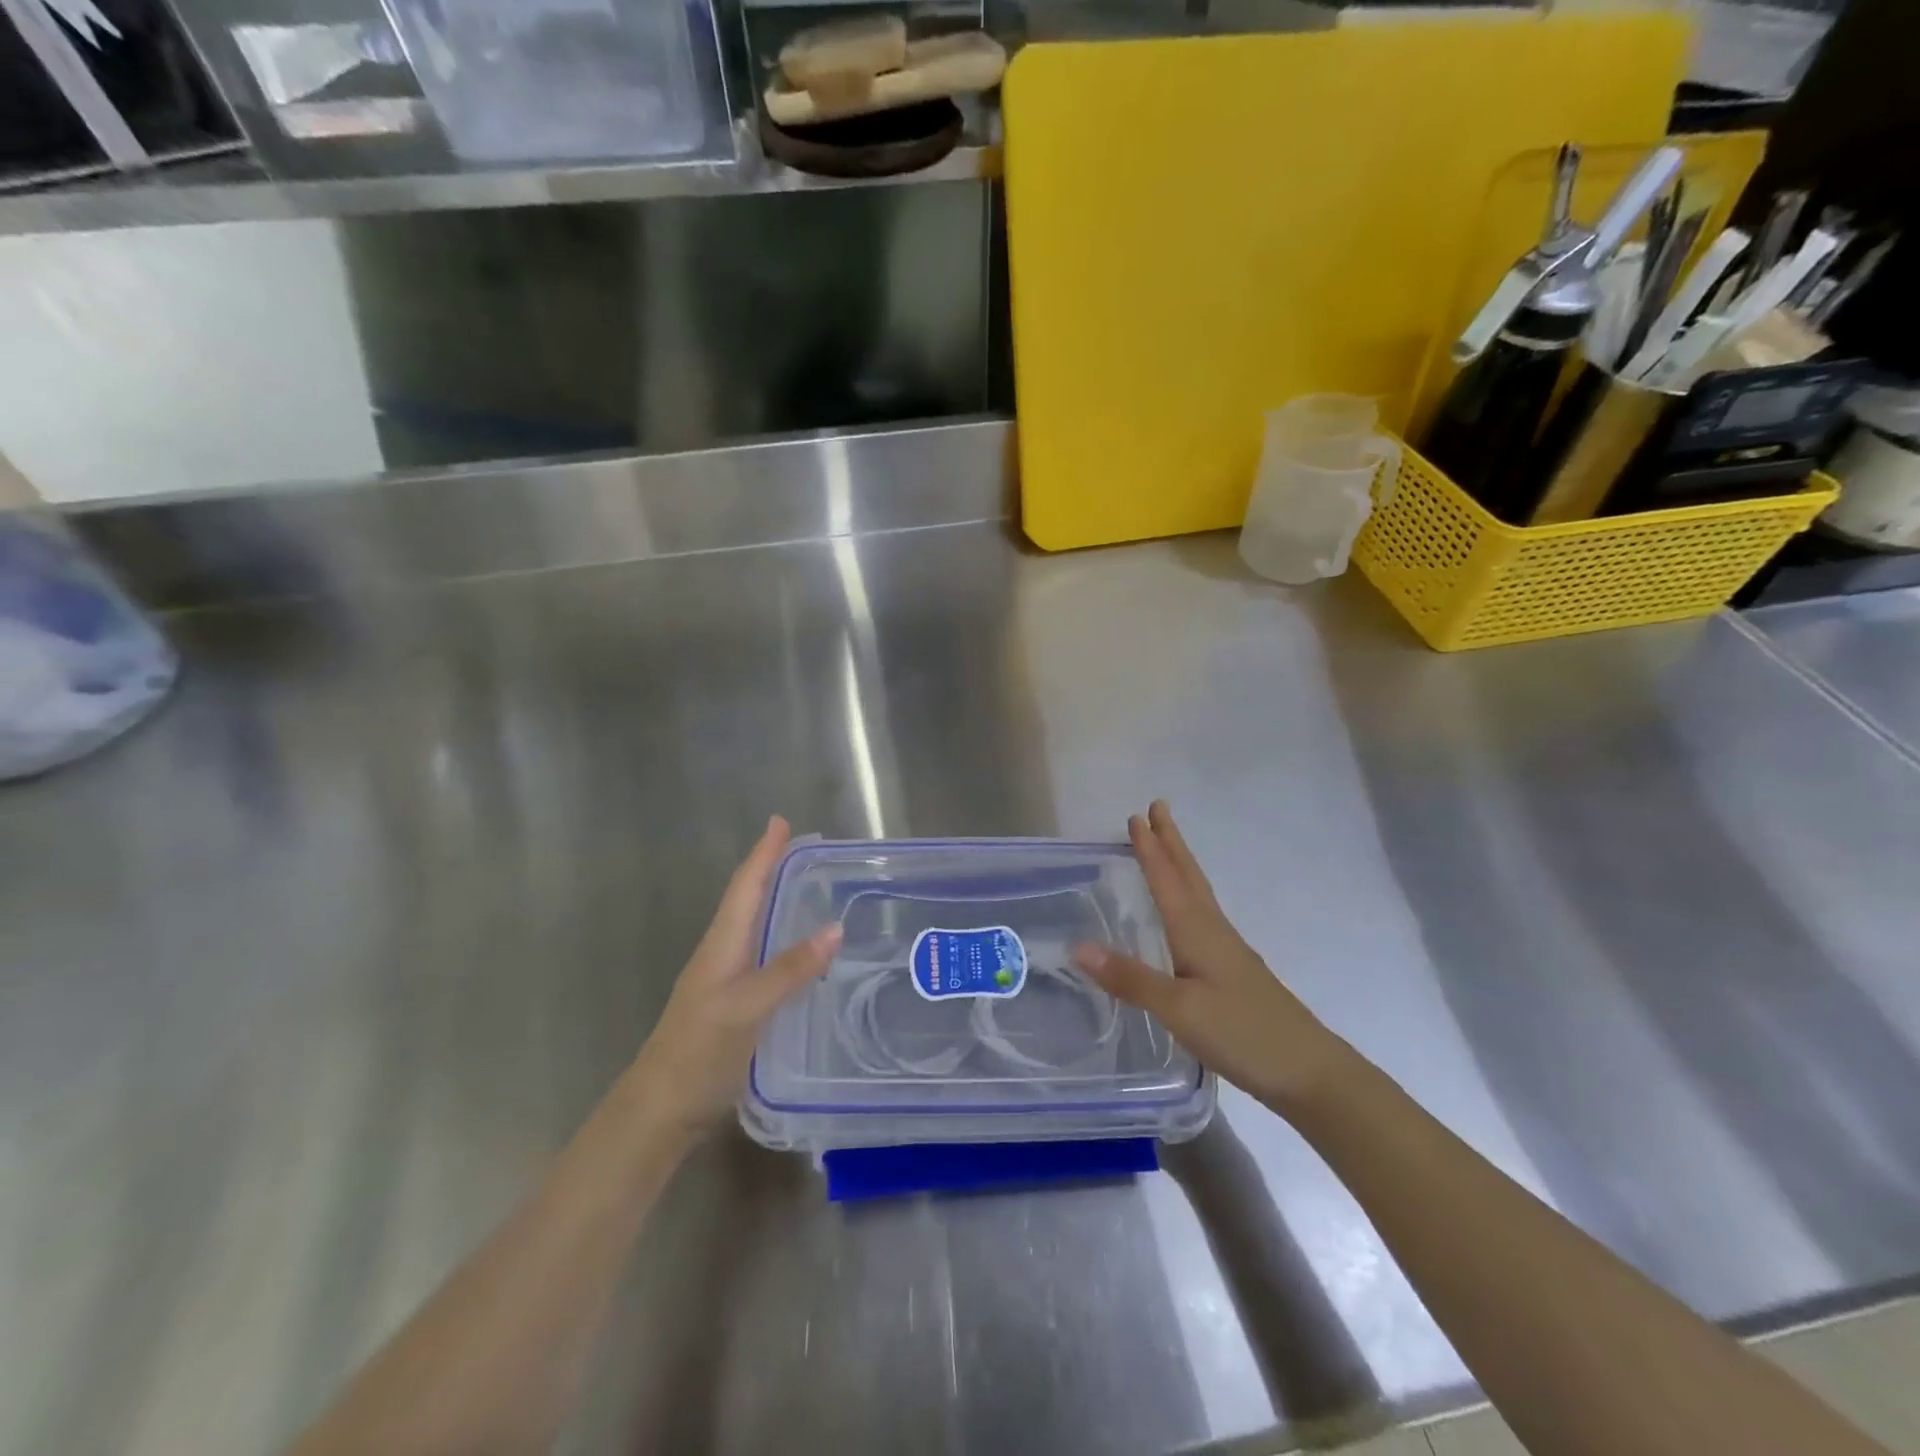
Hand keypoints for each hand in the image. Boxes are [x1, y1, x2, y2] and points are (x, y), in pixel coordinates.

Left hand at [629, 816, 840, 1139]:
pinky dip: (781, 938)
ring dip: (776, 901)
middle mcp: (721, 954)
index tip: (781, 822)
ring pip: (753, 927)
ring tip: (807, 888)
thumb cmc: (700, 1052)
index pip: (746, 887)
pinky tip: (800, 952)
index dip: (763, 854)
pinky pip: (761, 955)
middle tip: (804, 850)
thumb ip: (790, 969)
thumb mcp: (748, 1007)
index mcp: (721, 945)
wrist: (659, 1111)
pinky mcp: (732, 1004)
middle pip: (748, 900)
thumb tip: (835, 927)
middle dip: (772, 870)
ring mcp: (724, 980)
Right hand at [1073, 802, 1346, 1111]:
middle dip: (1170, 842)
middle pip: (1188, 876)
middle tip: (1157, 809)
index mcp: (1197, 931)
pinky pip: (1202, 917)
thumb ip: (1130, 978)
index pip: (1167, 879)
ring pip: (1198, 894)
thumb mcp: (1179, 1010)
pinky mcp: (1234, 971)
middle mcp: (1213, 931)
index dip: (1150, 849)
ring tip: (1165, 848)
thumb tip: (1078, 946)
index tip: (1136, 816)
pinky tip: (1185, 915)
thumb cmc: (1242, 1033)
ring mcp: (1228, 951)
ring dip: (1179, 865)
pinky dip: (1187, 897)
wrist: (1309, 1071)